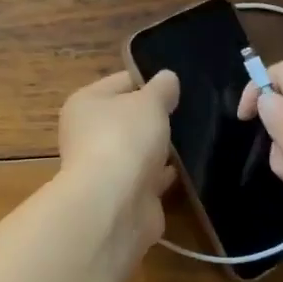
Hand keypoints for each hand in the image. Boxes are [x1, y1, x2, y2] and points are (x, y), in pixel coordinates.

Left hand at [56, 70, 179, 255]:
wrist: (115, 203)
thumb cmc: (124, 138)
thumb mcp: (148, 102)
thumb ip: (161, 89)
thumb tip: (167, 78)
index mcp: (85, 104)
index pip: (120, 82)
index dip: (149, 81)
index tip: (179, 86)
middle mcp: (88, 134)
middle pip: (128, 118)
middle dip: (156, 117)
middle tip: (192, 112)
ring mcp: (104, 168)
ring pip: (138, 150)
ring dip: (160, 148)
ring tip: (196, 138)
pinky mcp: (122, 196)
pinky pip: (148, 179)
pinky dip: (164, 175)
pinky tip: (189, 169)